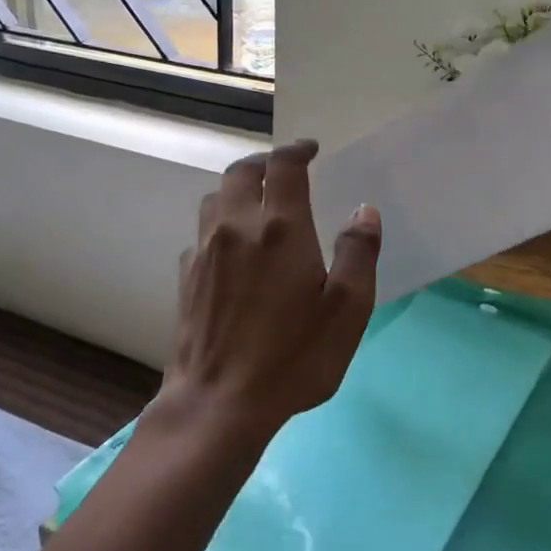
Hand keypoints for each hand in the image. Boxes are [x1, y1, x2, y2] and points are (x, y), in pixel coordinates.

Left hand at [158, 141, 382, 447]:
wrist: (218, 402)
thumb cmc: (292, 357)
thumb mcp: (346, 309)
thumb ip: (357, 253)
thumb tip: (363, 211)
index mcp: (279, 228)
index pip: (284, 166)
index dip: (297, 149)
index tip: (310, 149)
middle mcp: (236, 227)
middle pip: (240, 172)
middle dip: (264, 162)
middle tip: (284, 168)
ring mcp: (205, 251)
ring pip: (214, 198)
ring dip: (237, 189)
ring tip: (257, 201)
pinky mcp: (186, 277)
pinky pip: (202, 233)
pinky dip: (219, 224)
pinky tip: (232, 249)